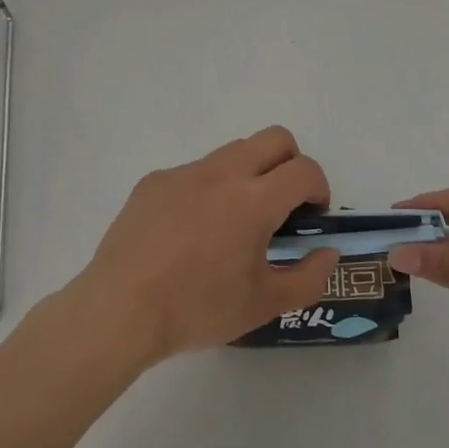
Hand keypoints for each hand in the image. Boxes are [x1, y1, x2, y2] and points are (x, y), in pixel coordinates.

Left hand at [71, 126, 338, 365]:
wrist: (119, 309)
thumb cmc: (197, 309)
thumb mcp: (263, 305)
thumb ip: (308, 278)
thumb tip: (328, 252)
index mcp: (253, 200)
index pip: (304, 169)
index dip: (319, 188)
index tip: (311, 215)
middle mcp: (222, 173)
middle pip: (275, 138)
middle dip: (291, 163)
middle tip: (283, 205)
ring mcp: (184, 172)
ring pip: (233, 151)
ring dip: (250, 173)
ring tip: (234, 222)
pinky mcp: (155, 180)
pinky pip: (195, 171)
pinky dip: (208, 189)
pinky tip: (190, 232)